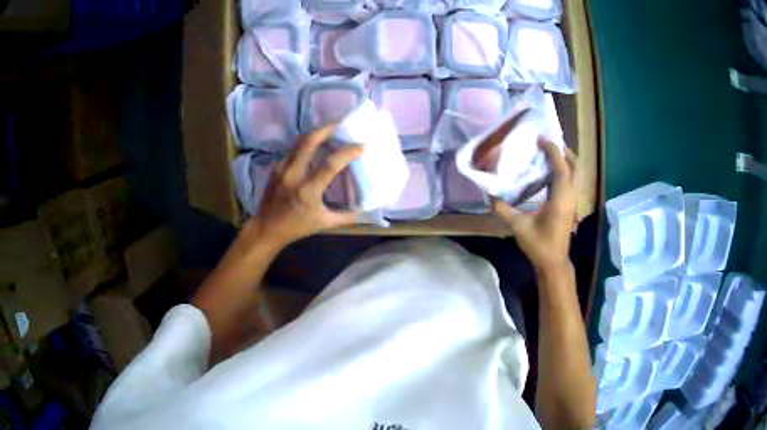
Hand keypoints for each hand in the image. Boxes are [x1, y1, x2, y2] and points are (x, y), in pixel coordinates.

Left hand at [248, 125, 362, 246]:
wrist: (266, 228)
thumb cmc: (296, 227)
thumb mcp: (324, 223)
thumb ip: (346, 217)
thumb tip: (365, 211)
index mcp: (308, 191)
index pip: (329, 165)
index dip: (347, 153)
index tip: (361, 146)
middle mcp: (294, 175)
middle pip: (309, 142)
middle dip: (326, 130)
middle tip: (340, 125)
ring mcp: (282, 169)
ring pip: (299, 143)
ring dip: (315, 136)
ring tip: (329, 133)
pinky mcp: (276, 168)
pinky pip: (293, 152)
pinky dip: (305, 148)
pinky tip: (313, 151)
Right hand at [494, 140, 577, 272]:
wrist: (553, 262)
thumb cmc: (539, 245)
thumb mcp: (519, 227)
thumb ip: (504, 210)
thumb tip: (490, 195)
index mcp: (561, 199)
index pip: (562, 168)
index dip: (554, 152)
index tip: (542, 140)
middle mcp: (571, 197)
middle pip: (575, 167)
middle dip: (564, 152)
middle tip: (549, 143)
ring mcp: (573, 201)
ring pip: (576, 174)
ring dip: (566, 160)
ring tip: (550, 153)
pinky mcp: (571, 205)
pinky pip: (572, 181)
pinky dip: (565, 170)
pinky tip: (551, 172)